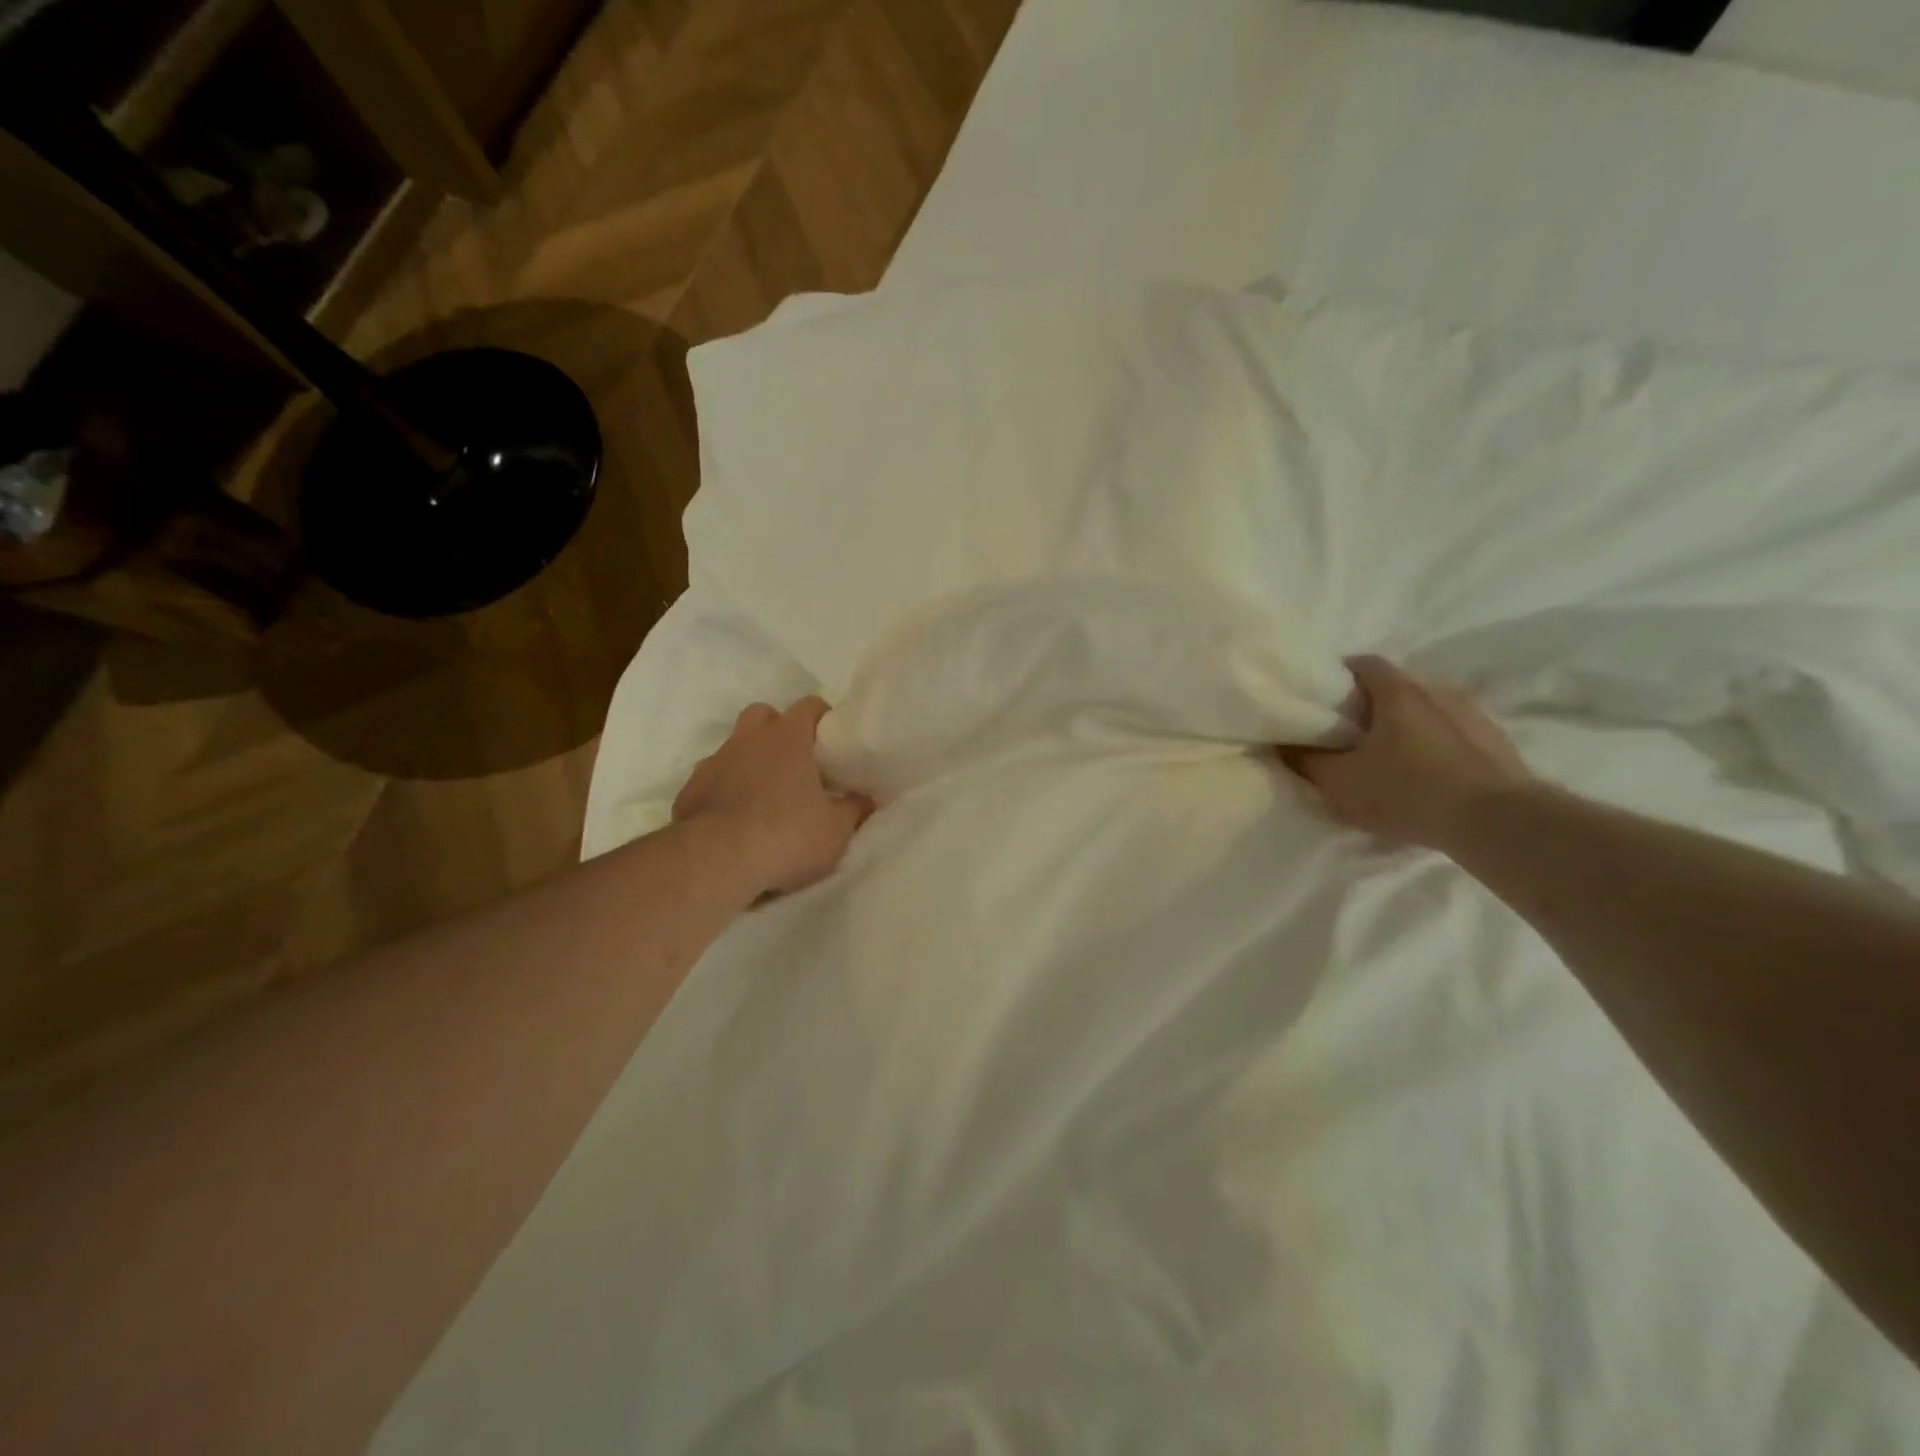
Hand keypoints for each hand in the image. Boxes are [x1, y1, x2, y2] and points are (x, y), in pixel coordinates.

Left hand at [672, 697, 874, 896]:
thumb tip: (866, 798)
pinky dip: (724, 790)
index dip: (822, 718)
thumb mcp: (836, 830)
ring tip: (764, 795)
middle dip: (778, 730)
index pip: (809, 706)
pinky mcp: (688, 791)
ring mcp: (713, 762)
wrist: (715, 861)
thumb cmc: (786, 836)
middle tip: (795, 762)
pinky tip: (733, 818)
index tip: (832, 741)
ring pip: (733, 747)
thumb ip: (854, 809)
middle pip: (763, 715)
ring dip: (749, 761)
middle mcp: (747, 739)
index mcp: (787, 738)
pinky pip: (711, 779)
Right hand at [1282, 656, 1537, 849]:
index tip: (1322, 699)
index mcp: (1398, 692)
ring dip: (1408, 728)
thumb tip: (1285, 745)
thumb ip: (1307, 761)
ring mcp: (1474, 716)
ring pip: (1428, 711)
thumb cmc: (1407, 791)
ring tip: (1390, 759)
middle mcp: (1438, 692)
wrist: (1498, 822)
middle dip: (1371, 706)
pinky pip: (1455, 736)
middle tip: (1350, 734)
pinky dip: (1436, 747)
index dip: (1338, 676)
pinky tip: (1427, 777)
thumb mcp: (1339, 782)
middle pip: (1396, 688)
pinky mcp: (1498, 744)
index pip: (1363, 664)